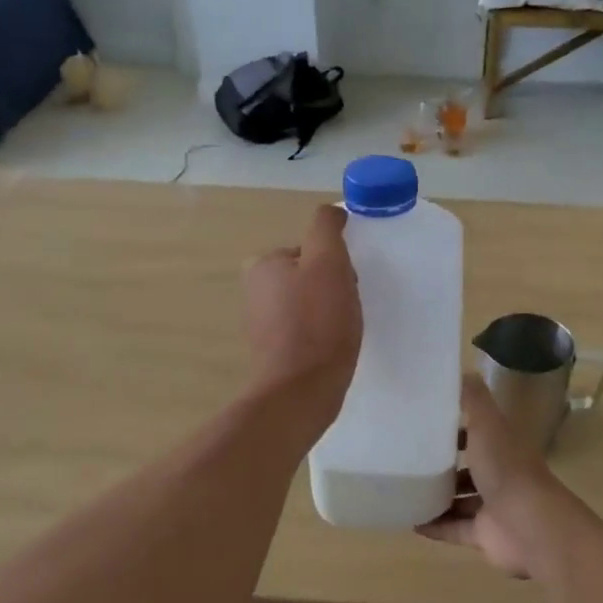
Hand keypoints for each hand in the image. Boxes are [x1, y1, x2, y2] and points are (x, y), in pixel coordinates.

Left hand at [242, 204, 360, 431]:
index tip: (348, 283)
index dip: (336, 263)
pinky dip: (321, 334)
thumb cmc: (317, 323)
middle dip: (333, 287)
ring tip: (343, 330)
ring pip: (310, 303)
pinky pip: (305, 330)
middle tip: (348, 307)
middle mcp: (255, 290)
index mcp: (263, 264)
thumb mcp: (328, 262)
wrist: (301, 390)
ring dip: (330, 311)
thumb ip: (327, 228)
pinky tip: (333, 348)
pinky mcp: (273, 351)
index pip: (311, 249)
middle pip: (310, 275)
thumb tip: (332, 212)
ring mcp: (262, 323)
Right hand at [418, 376, 568, 577]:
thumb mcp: (487, 422)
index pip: (477, 429)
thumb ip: (473, 398)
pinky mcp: (484, 535)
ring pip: (461, 499)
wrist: (529, 525)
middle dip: (443, 462)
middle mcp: (498, 472)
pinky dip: (435, 526)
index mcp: (501, 444)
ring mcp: (492, 506)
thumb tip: (459, 371)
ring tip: (404, 488)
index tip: (423, 419)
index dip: (454, 423)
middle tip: (407, 457)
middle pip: (468, 465)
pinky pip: (454, 528)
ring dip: (437, 495)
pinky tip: (411, 520)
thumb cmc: (505, 467)